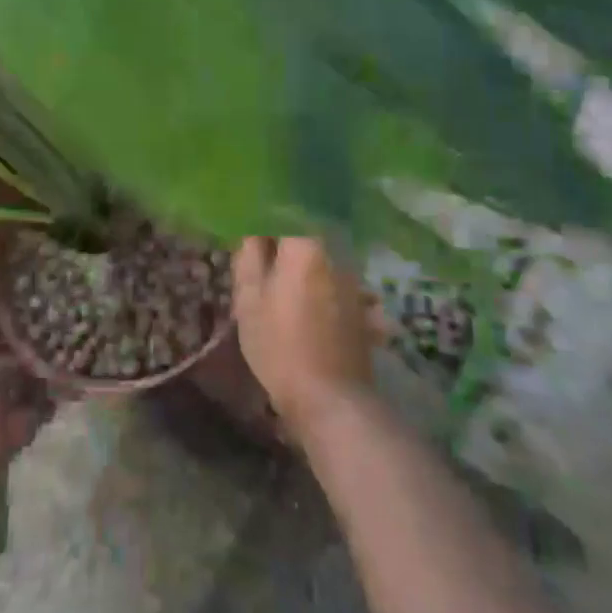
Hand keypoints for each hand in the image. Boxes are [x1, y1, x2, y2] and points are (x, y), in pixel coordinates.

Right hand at [232, 237, 382, 439]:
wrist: (331, 400)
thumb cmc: (281, 344)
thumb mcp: (249, 299)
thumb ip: (249, 256)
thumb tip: (253, 230)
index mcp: (306, 245)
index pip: (286, 212)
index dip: (266, 219)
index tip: (251, 231)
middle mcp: (335, 254)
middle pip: (306, 235)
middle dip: (284, 244)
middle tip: (260, 264)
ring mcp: (353, 281)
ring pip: (321, 260)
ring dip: (302, 267)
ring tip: (280, 290)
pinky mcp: (361, 307)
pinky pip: (334, 284)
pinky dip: (318, 289)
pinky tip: (304, 311)